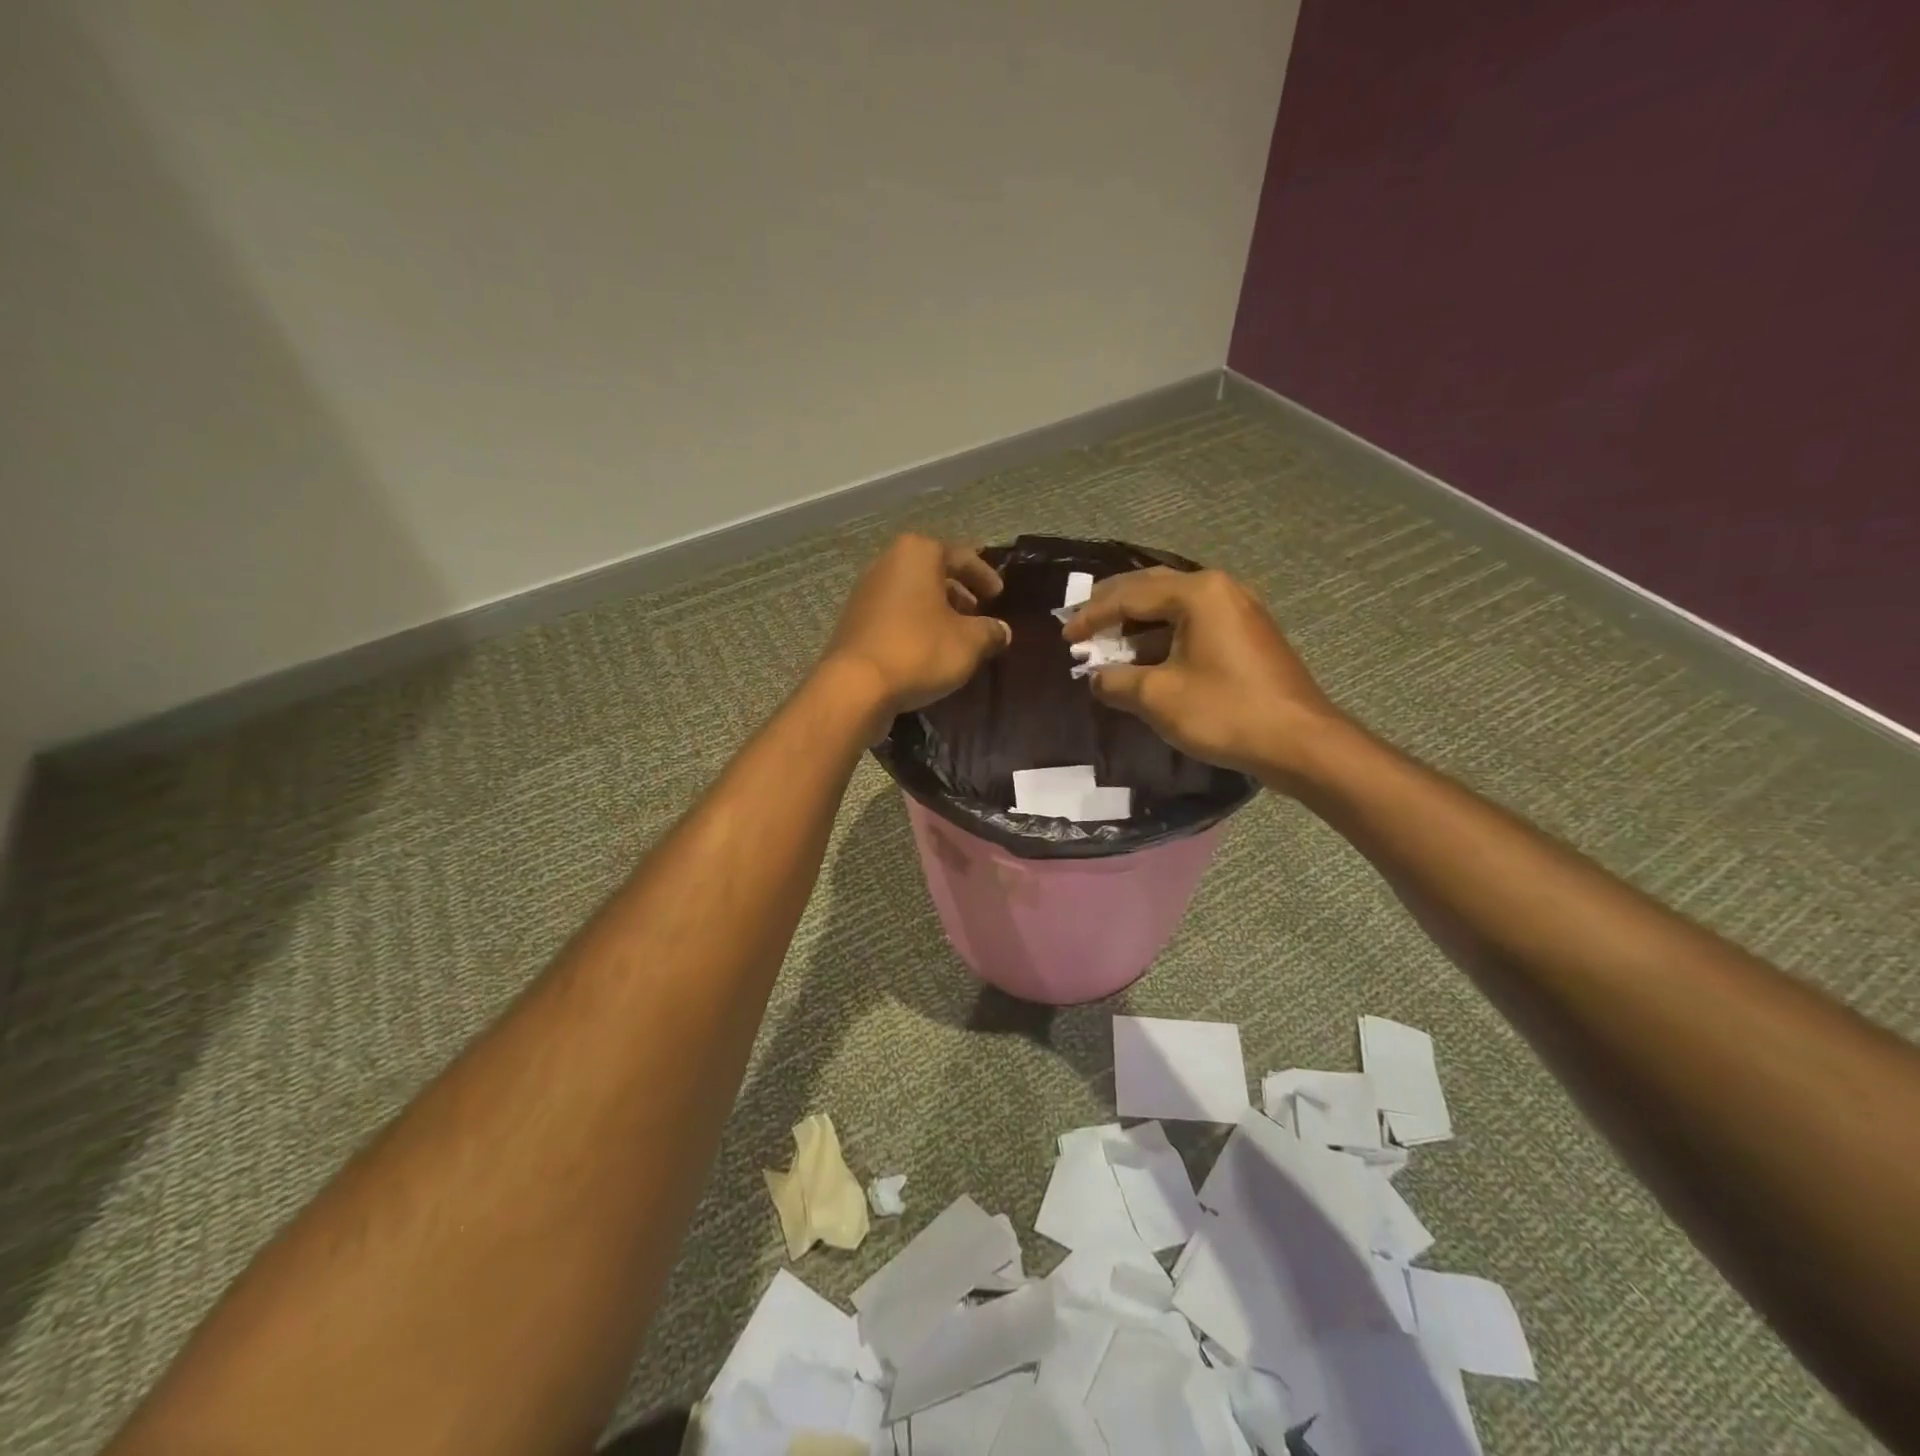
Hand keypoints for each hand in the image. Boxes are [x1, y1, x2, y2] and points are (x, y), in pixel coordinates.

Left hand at [821, 534, 1011, 723]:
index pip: (962, 556)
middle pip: (932, 571)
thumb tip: (1002, 631)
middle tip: (977, 612)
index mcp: (918, 553)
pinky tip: (927, 648)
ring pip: (912, 593)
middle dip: (958, 590)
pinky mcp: (854, 620)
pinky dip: (914, 623)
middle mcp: (888, 562)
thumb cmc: (919, 651)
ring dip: (936, 609)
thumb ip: (991, 631)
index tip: (999, 594)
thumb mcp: (969, 642)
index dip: (985, 575)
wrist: (856, 686)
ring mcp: (866, 591)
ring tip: (955, 633)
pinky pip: (894, 613)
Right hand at [1063, 567, 1340, 779]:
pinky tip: (1145, 656)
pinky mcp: (1248, 635)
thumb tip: (1095, 678)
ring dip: (1138, 622)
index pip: (1130, 595)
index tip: (1065, 636)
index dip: (1092, 616)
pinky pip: (1194, 623)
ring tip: (1107, 640)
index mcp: (1198, 593)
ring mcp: (1239, 610)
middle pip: (1152, 588)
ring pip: (1174, 606)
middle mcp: (1220, 589)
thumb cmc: (1225, 711)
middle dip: (1113, 605)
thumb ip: (1116, 681)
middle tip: (1081, 621)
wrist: (1300, 742)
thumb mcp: (1158, 697)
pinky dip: (1163, 635)